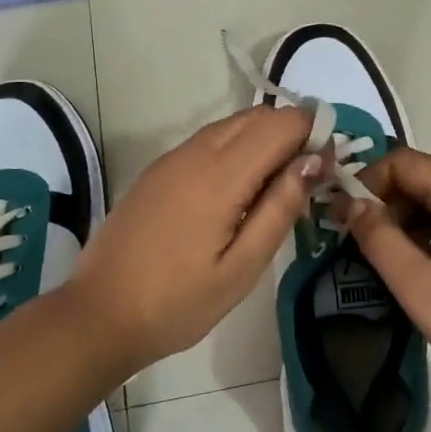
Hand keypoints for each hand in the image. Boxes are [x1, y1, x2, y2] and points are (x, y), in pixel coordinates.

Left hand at [69, 105, 317, 372]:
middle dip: (292, 132)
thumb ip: (279, 209)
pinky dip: (237, 147)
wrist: (99, 314)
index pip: (280, 124)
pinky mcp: (158, 170)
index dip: (313, 132)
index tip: (330, 164)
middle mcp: (194, 153)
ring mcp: (171, 158)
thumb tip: (313, 161)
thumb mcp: (241, 268)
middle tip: (312, 175)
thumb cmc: (178, 303)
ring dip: (264, 138)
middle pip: (256, 117)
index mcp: (219, 175)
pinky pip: (208, 141)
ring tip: (281, 184)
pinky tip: (242, 187)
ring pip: (231, 125)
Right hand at [343, 149, 430, 431]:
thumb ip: (380, 240)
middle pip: (429, 182)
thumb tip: (352, 204)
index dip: (369, 181)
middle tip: (361, 249)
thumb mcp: (423, 291)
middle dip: (389, 206)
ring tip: (393, 271)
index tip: (344, 218)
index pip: (408, 162)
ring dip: (413, 227)